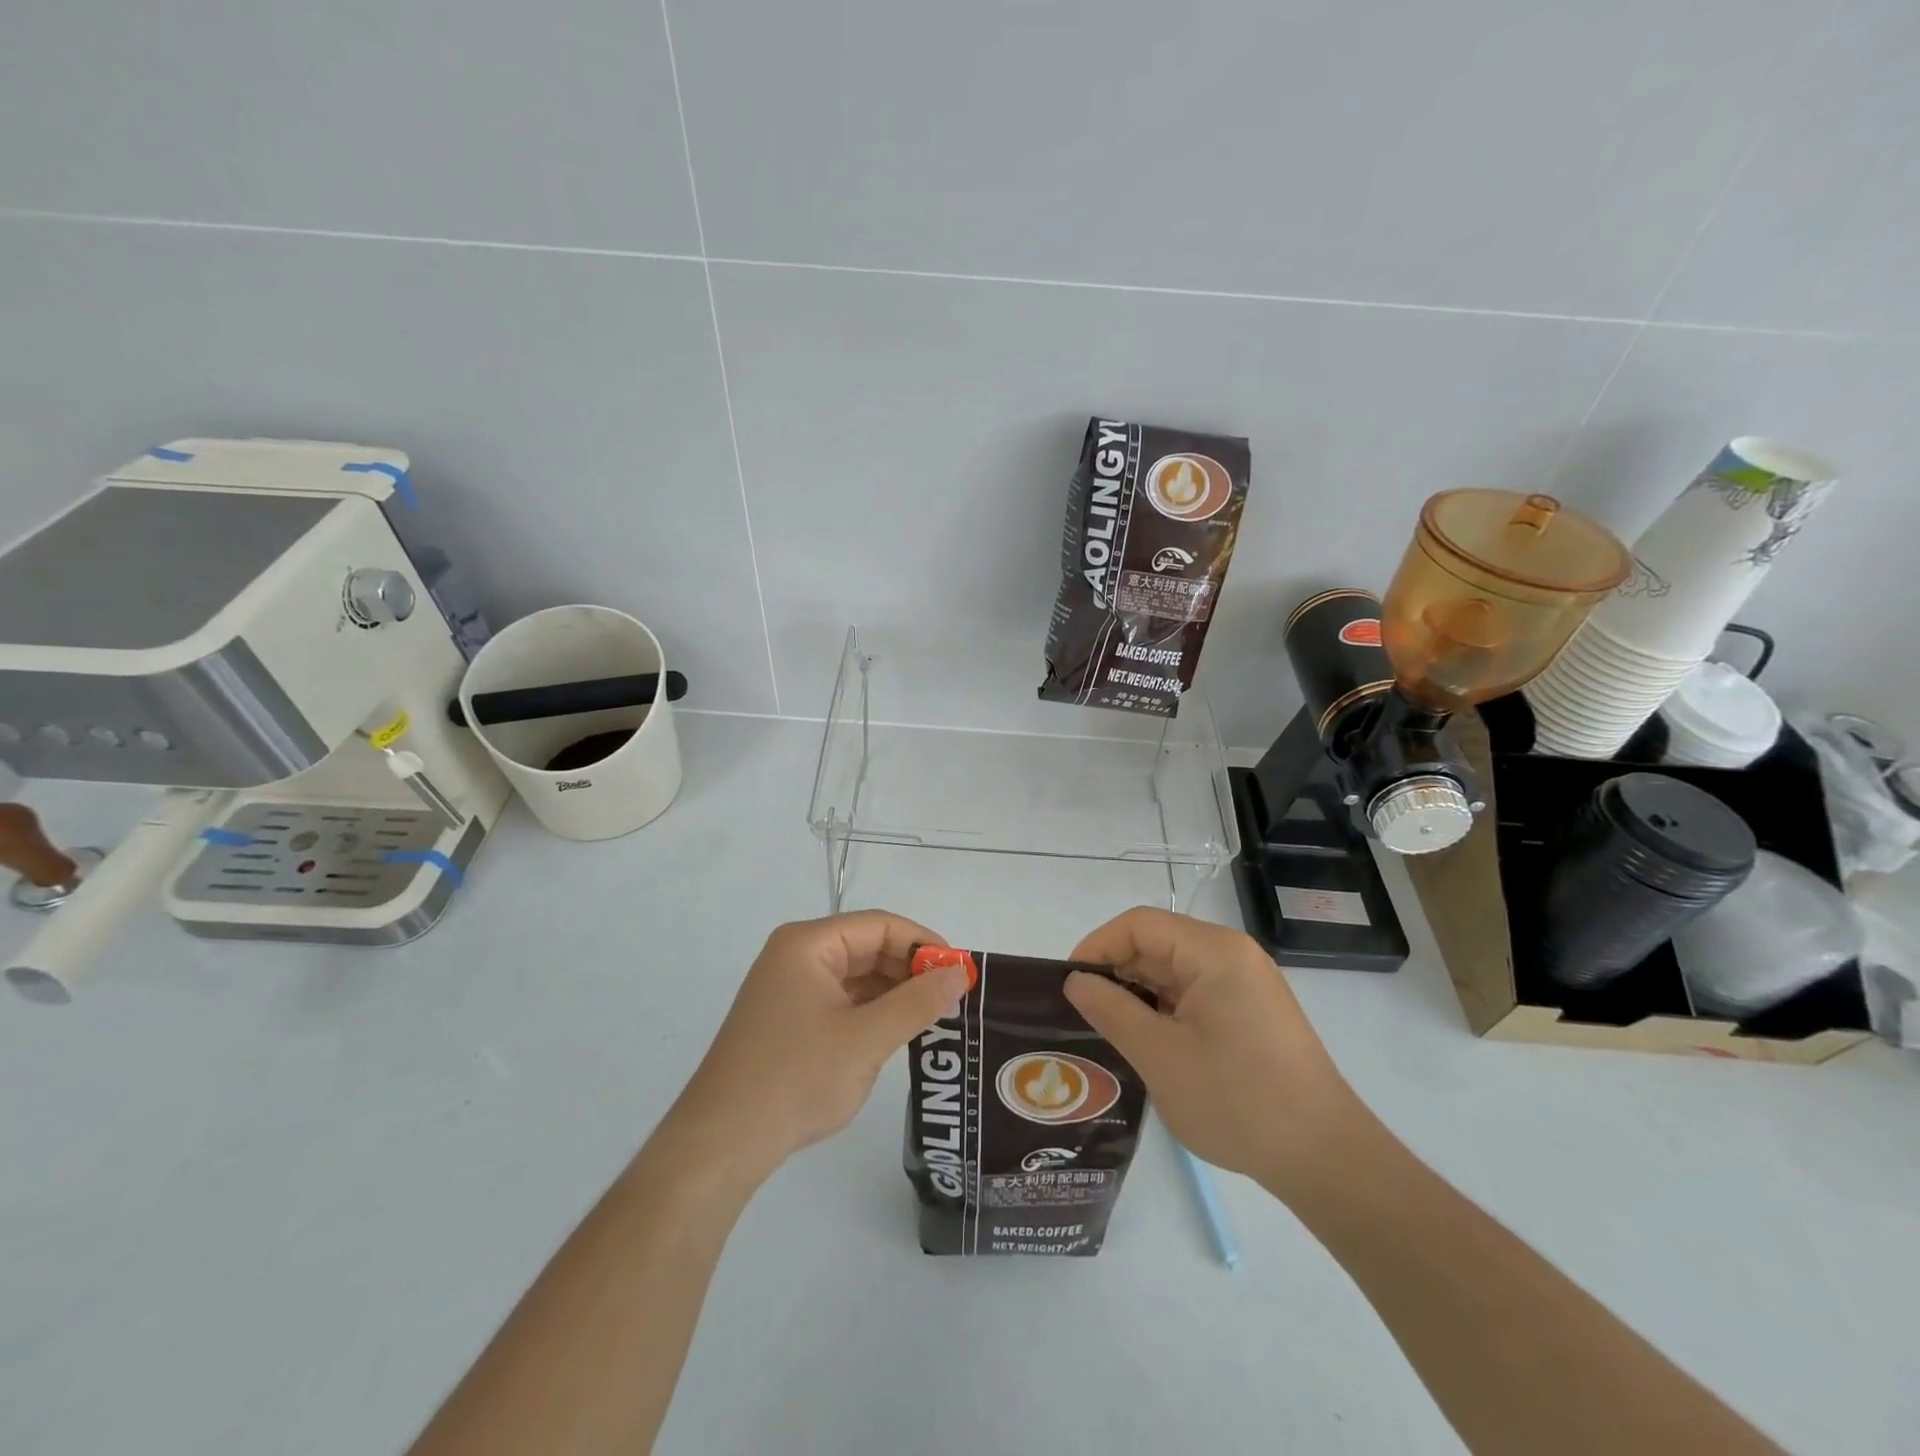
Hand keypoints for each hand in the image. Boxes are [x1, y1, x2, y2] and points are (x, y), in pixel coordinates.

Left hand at [665, 912, 970, 1181]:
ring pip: (856, 976)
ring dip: (894, 992)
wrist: (721, 1143)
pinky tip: (897, 1034)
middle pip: (867, 946)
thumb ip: (918, 1002)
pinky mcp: (788, 1019)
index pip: (879, 925)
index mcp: (808, 944)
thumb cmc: (795, 1079)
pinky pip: (841, 1001)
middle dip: (910, 969)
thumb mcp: (866, 1039)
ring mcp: (789, 988)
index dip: (923, 943)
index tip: (959, 972)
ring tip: (933, 1018)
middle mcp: (796, 956)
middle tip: (952, 999)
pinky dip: (872, 1012)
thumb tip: (960, 974)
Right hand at [1063, 908, 1362, 1195]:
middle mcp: (1233, 956)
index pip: (1140, 924)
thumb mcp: (1160, 1056)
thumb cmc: (1237, 1100)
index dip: (1098, 946)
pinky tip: (1148, 1044)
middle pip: (1158, 944)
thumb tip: (1076, 981)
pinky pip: (1195, 995)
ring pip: (1175, 972)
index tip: (1069, 984)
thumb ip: (1111, 1010)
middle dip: (1116, 972)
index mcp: (1215, 952)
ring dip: (1139, 995)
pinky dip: (1165, 1011)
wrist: (1326, 1160)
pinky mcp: (1252, 1013)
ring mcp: (1246, 985)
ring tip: (1108, 1031)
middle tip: (1082, 1013)